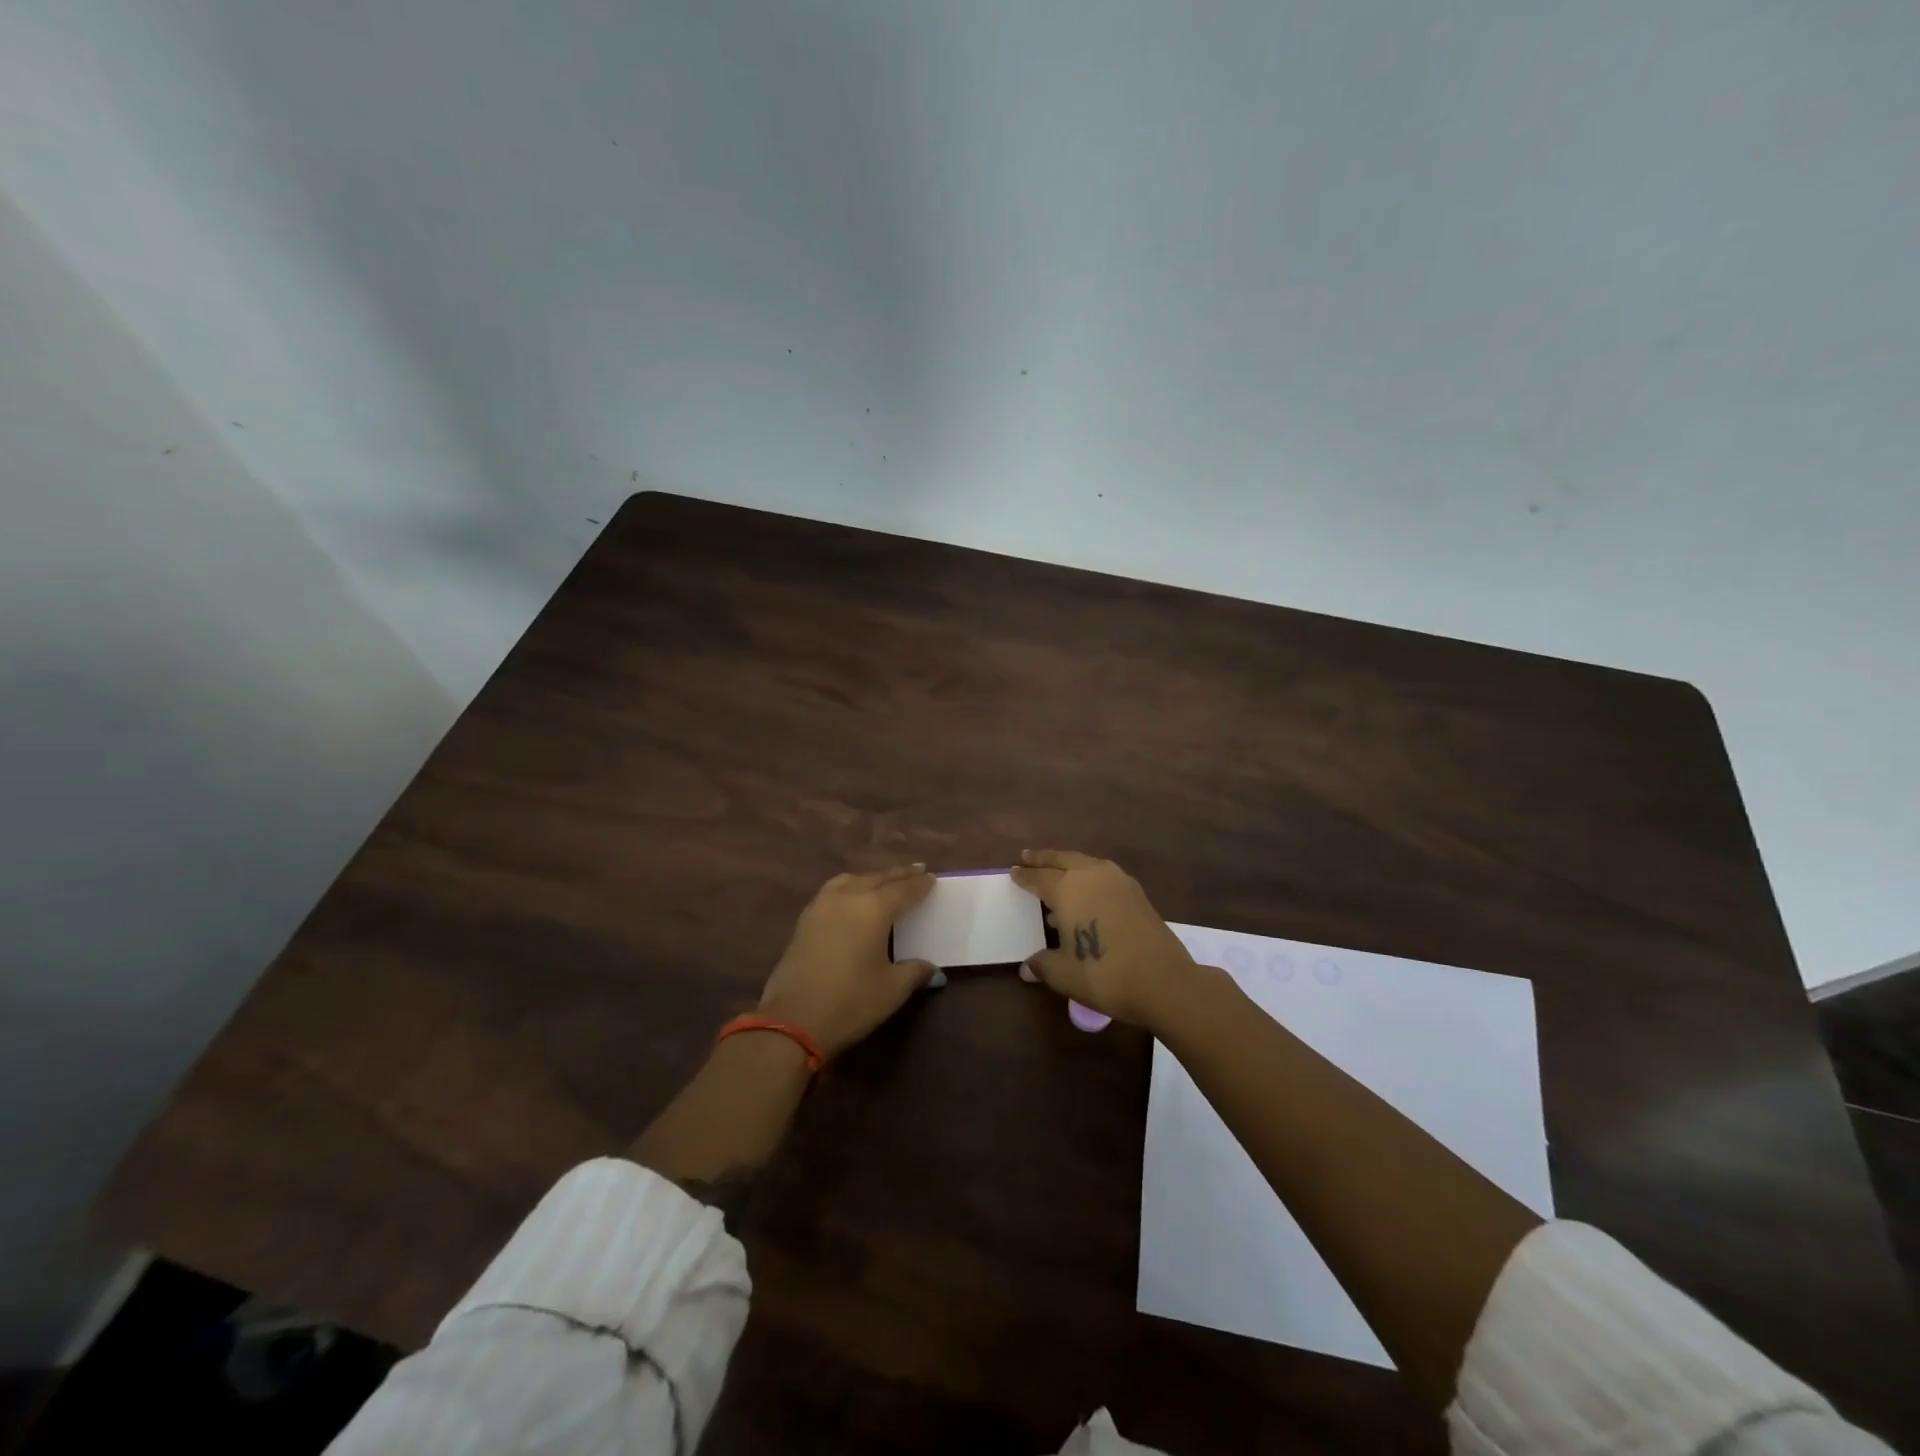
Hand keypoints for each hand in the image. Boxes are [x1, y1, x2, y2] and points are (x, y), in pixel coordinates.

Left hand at [757, 865, 939, 1057]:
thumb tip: (933, 970)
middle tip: (916, 870)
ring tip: (883, 881)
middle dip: (898, 875)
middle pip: (877, 878)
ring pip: (852, 880)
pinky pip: (833, 891)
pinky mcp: (804, 920)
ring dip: (871, 878)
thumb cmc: (851, 1001)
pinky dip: (849, 887)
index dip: (920, 884)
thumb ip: (915, 972)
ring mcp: (821, 905)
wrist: (792, 1021)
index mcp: (874, 908)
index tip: (932, 877)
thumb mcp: (892, 989)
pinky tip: (851, 899)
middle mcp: (848, 897)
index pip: (904, 889)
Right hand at [1009, 849, 1201, 1030]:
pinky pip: (1104, 875)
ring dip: (1068, 865)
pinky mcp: (1137, 892)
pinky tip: (1088, 893)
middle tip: (1028, 856)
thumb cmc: (1105, 974)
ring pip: (1086, 863)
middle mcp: (1091, 875)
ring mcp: (1118, 881)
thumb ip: (1043, 965)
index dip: (1024, 875)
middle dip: (1043, 858)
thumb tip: (1026, 968)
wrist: (1164, 981)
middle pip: (1062, 859)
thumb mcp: (1064, 974)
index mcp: (1068, 889)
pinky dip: (1089, 877)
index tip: (1013, 870)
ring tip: (1057, 875)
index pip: (1038, 877)